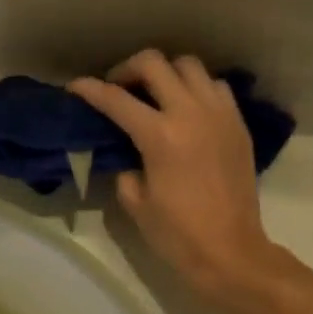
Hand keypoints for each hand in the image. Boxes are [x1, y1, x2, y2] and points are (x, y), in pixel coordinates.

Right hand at [69, 51, 291, 302]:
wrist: (229, 250)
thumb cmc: (176, 233)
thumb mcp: (135, 202)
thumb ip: (124, 168)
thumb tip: (124, 153)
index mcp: (160, 136)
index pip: (116, 99)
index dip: (90, 90)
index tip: (74, 87)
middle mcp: (191, 113)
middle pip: (155, 63)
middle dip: (128, 69)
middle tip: (117, 88)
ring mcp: (219, 114)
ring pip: (189, 66)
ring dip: (165, 74)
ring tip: (154, 95)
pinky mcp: (238, 124)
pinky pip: (215, 87)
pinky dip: (195, 88)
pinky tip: (185, 110)